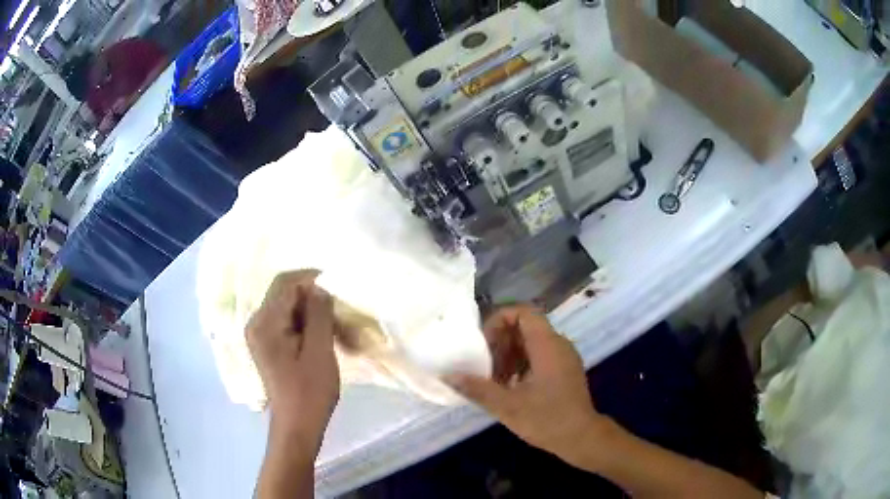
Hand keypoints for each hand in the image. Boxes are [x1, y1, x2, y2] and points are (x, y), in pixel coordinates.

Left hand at [246, 270, 339, 453]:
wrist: (297, 426)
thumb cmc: (309, 392)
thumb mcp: (319, 351)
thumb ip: (318, 314)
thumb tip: (320, 287)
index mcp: (265, 322)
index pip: (286, 283)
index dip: (312, 278)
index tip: (338, 288)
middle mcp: (256, 323)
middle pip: (285, 293)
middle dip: (314, 297)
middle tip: (339, 312)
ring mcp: (260, 334)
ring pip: (288, 308)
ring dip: (312, 312)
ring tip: (336, 328)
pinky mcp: (267, 345)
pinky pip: (286, 322)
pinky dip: (306, 324)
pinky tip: (323, 337)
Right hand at [445, 306, 606, 462]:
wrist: (582, 438)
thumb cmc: (547, 420)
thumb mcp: (507, 406)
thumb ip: (477, 388)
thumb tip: (447, 376)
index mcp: (547, 345)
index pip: (523, 312)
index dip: (499, 320)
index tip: (483, 343)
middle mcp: (558, 344)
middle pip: (525, 326)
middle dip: (500, 341)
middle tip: (484, 364)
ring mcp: (564, 357)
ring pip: (531, 342)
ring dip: (509, 354)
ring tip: (494, 379)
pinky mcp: (565, 370)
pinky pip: (539, 355)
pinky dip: (521, 364)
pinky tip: (510, 387)